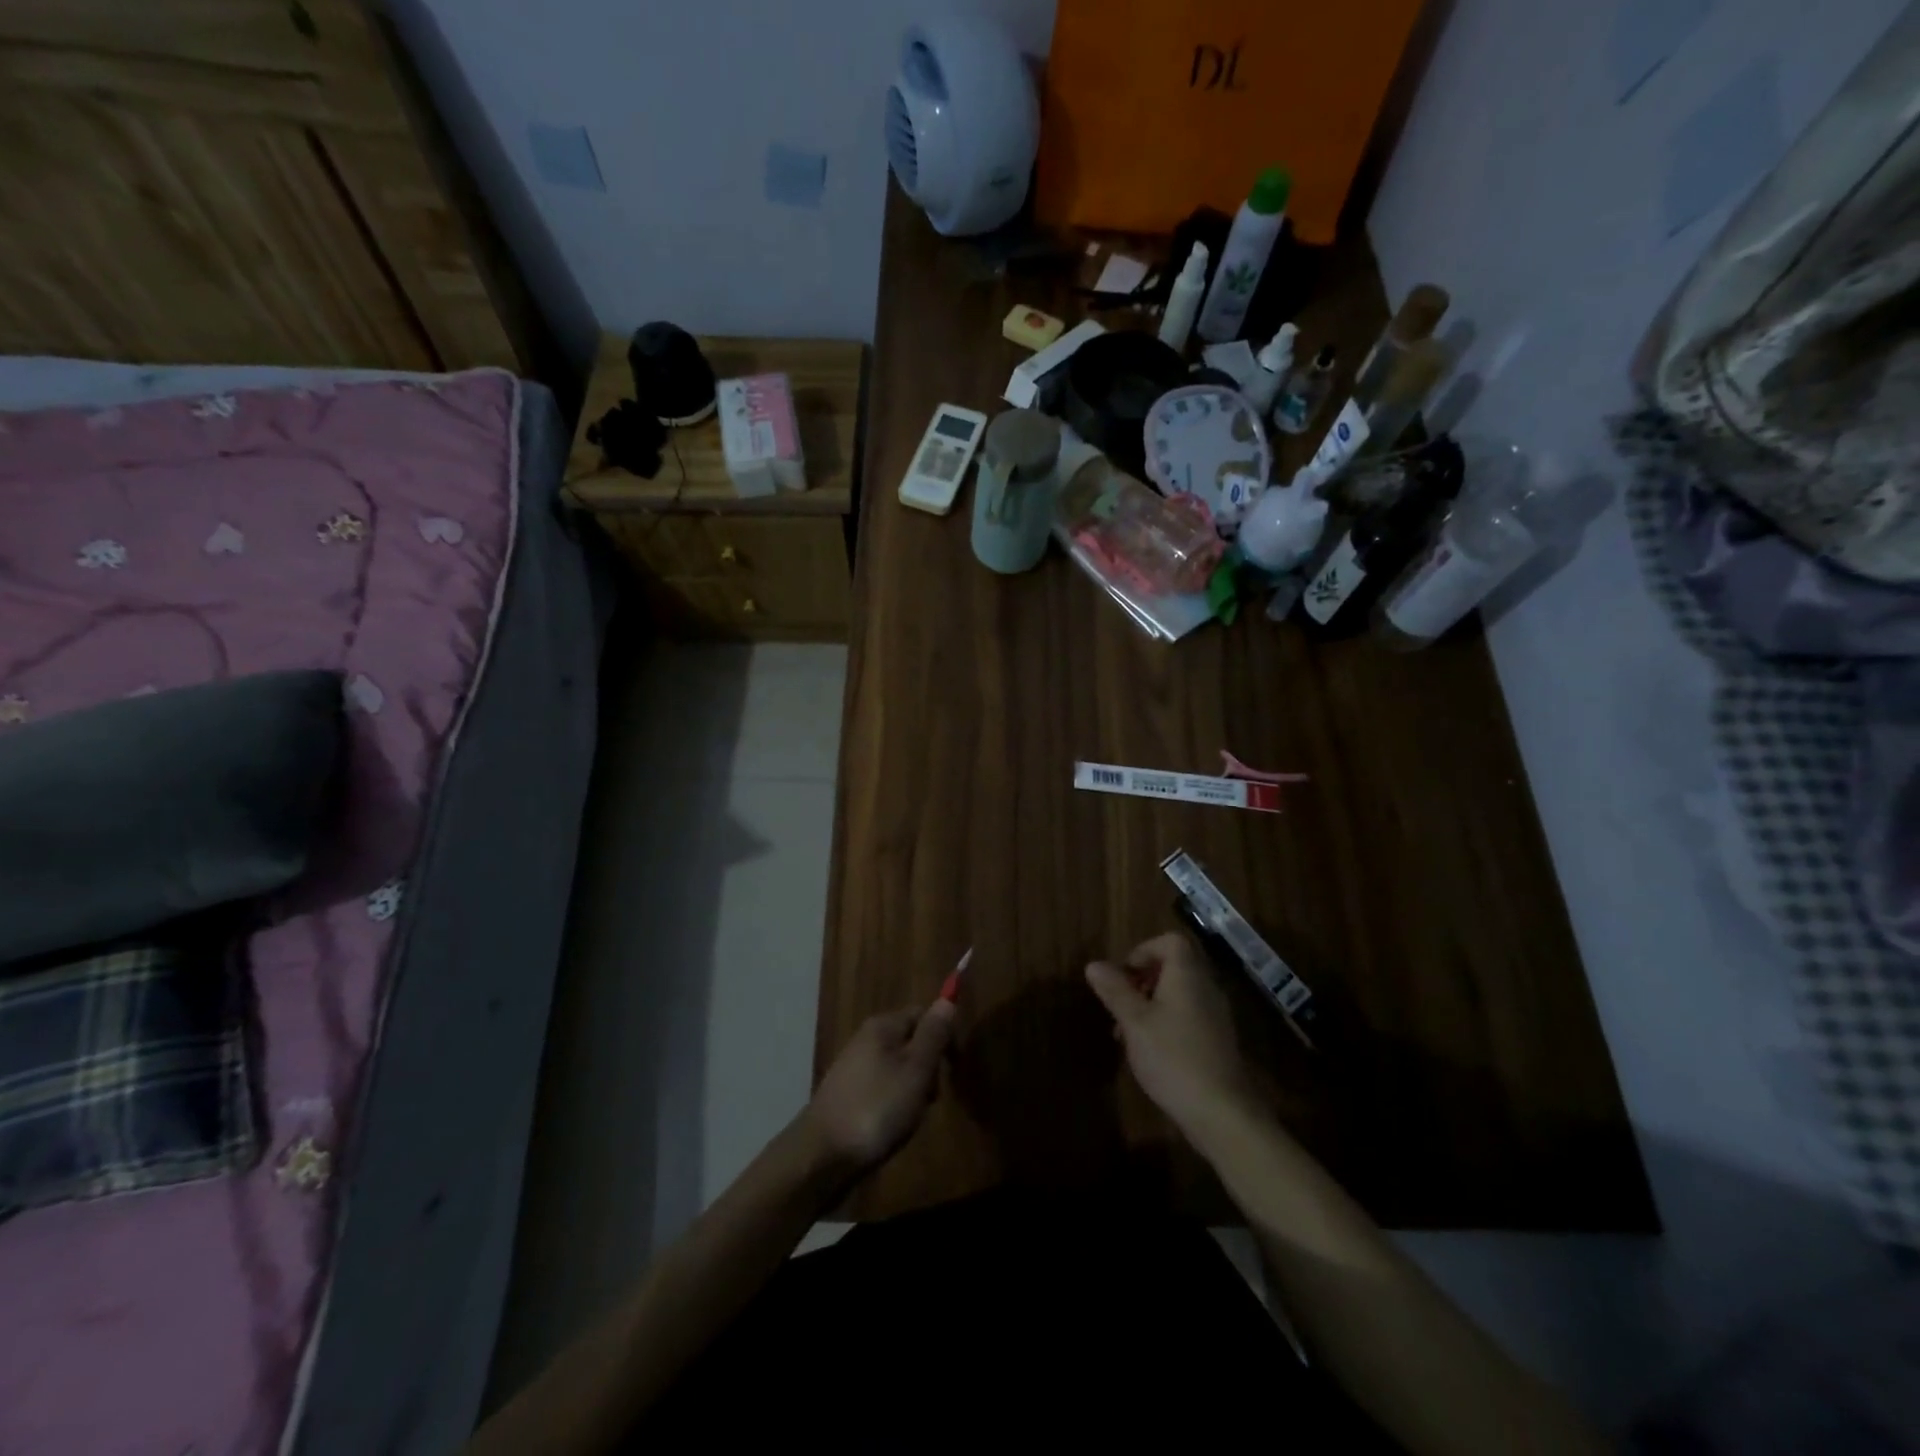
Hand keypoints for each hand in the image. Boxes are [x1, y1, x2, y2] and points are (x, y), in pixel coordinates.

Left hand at [805, 1000, 955, 1172]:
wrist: (823, 1155)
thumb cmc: (877, 1108)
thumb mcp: (916, 1070)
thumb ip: (933, 1034)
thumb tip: (947, 999)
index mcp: (883, 1026)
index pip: (922, 1014)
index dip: (943, 1036)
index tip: (952, 1068)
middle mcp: (866, 1039)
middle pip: (911, 1042)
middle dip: (928, 1069)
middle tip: (929, 1098)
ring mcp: (854, 1067)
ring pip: (899, 1069)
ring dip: (912, 1090)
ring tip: (910, 1118)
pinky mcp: (847, 1094)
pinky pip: (883, 1088)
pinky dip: (893, 1104)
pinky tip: (891, 1126)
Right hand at [1085, 932, 1256, 1140]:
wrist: (1222, 1113)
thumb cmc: (1172, 1057)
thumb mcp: (1134, 1022)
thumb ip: (1115, 991)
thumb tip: (1094, 965)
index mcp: (1187, 975)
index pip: (1170, 941)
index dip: (1143, 950)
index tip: (1123, 976)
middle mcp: (1206, 988)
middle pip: (1173, 967)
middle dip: (1141, 981)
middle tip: (1120, 1005)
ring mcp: (1215, 1016)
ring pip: (1178, 994)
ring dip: (1150, 1005)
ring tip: (1127, 1033)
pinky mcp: (1217, 1041)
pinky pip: (1187, 1016)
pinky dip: (1166, 1023)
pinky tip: (1149, 1052)